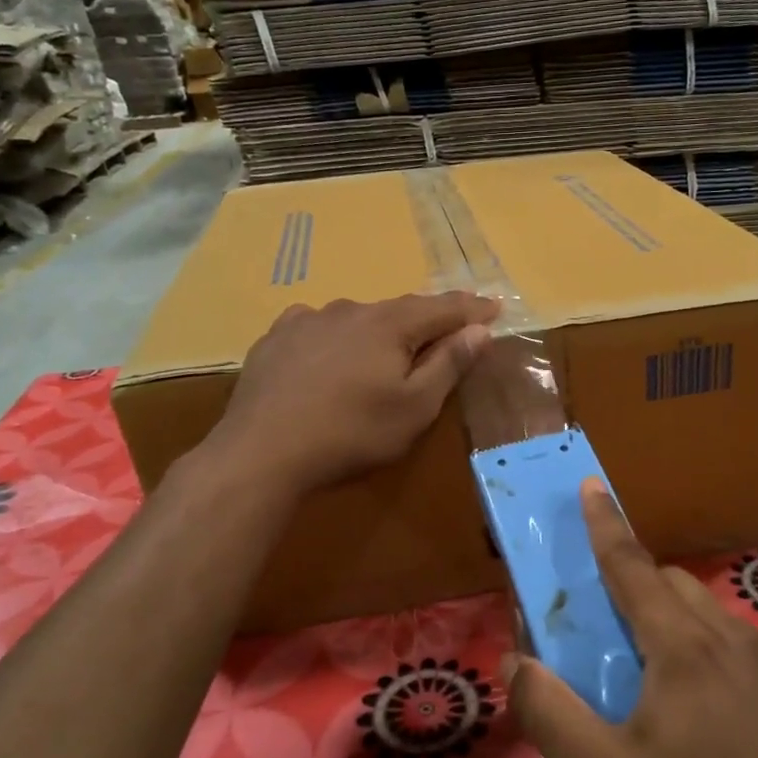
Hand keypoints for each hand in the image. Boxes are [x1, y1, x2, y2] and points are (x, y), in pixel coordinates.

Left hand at [210, 292, 498, 496]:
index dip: (472, 308)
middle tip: (446, 330)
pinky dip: (336, 337)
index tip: (495, 307)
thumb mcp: (414, 408)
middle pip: (400, 309)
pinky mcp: (276, 338)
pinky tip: (329, 352)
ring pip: (357, 318)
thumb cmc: (352, 433)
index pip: (443, 308)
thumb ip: (449, 365)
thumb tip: (480, 330)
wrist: (262, 451)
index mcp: (390, 324)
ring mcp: (307, 320)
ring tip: (384, 349)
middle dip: (427, 319)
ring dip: (378, 330)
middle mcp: (350, 309)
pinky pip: (317, 328)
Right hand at [502, 481, 757, 757]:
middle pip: (673, 586)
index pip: (633, 566)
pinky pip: (737, 651)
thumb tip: (517, 660)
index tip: (592, 484)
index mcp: (684, 647)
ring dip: (672, 623)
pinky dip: (705, 654)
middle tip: (605, 626)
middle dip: (635, 584)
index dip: (606, 524)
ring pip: (709, 618)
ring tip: (649, 680)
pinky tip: (700, 717)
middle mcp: (732, 640)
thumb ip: (548, 711)